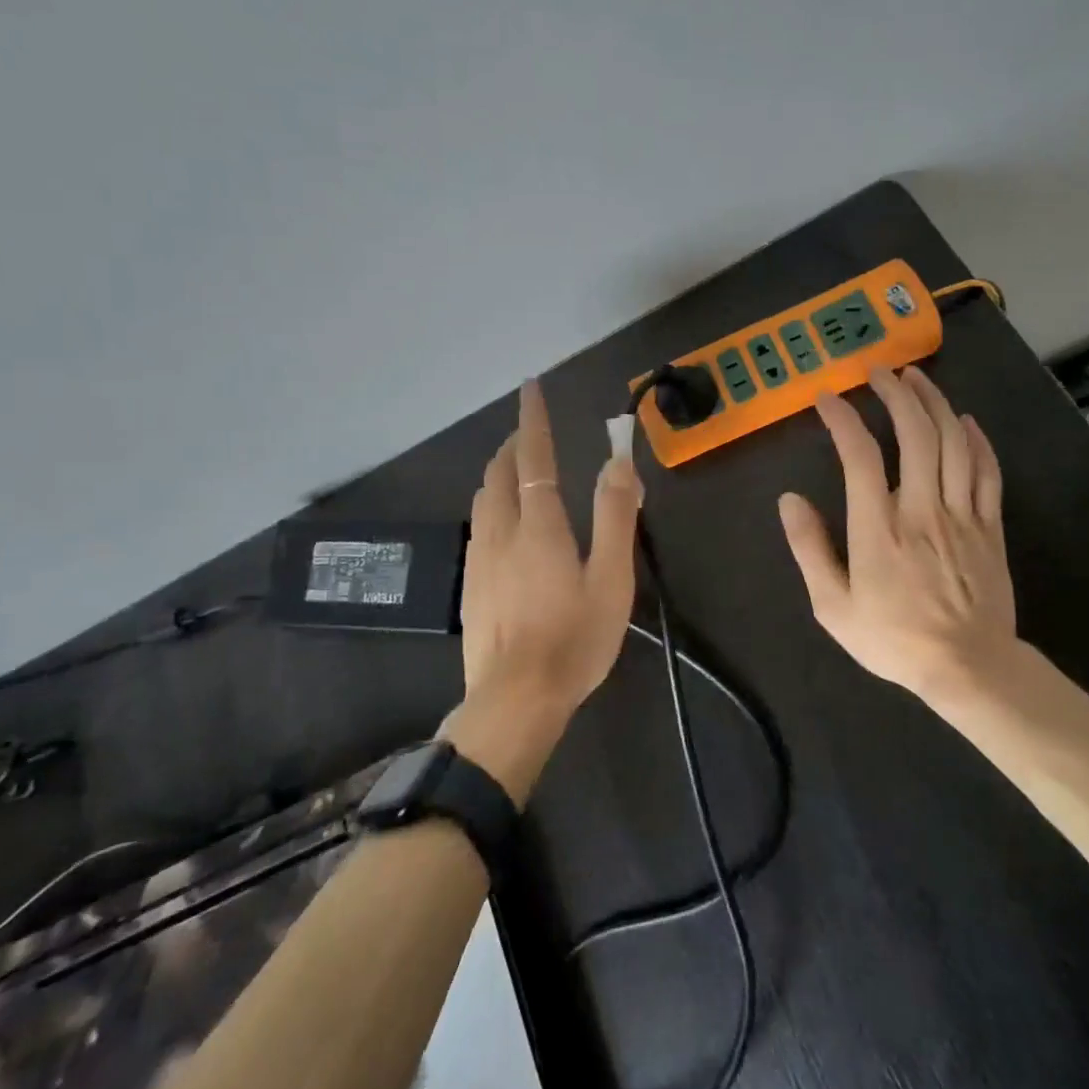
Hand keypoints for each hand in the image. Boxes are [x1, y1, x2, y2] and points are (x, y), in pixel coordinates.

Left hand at [450, 380, 641, 780]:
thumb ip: (615, 516)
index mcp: (539, 526)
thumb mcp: (610, 579)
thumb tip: (618, 462)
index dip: (532, 420)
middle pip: (500, 473)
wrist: (515, 700)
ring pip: (483, 498)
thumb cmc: (574, 640)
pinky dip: (491, 503)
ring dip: (500, 473)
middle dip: (514, 445)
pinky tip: (503, 523)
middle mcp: (501, 532)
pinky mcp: (470, 583)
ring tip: (519, 470)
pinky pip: (478, 525)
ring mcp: (479, 558)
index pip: (532, 458)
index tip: (530, 388)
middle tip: (532, 433)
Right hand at [778, 367, 1022, 706]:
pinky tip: (963, 420)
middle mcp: (922, 510)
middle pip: (916, 435)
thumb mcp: (833, 607)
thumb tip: (789, 500)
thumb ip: (810, 549)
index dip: (843, 419)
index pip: (861, 456)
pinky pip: (987, 471)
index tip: (827, 398)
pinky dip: (976, 439)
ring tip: (916, 378)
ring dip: (935, 404)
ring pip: (954, 444)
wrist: (969, 668)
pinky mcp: (990, 526)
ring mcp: (963, 515)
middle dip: (896, 395)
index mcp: (879, 529)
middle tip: (879, 372)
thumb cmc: (893, 639)